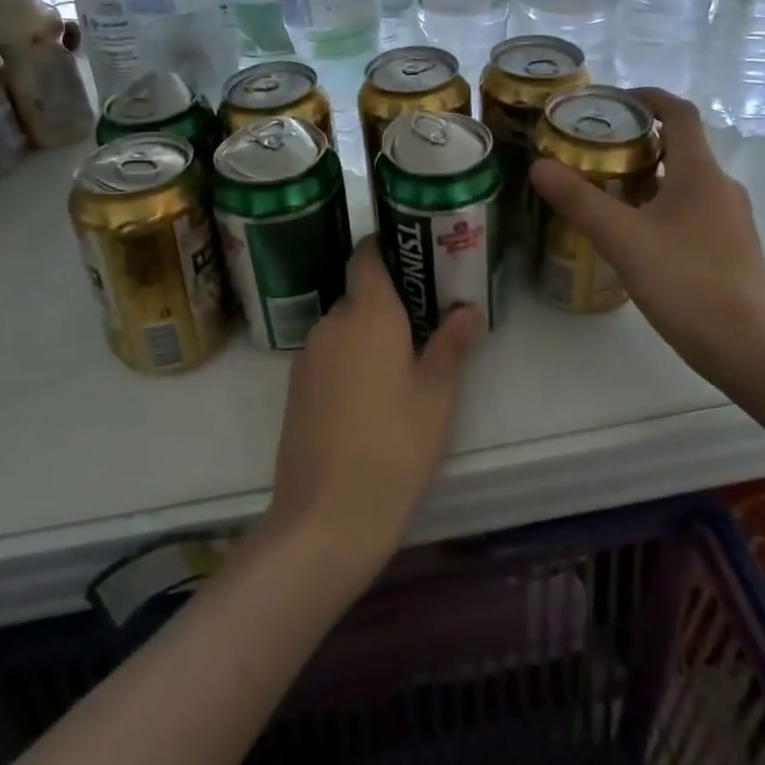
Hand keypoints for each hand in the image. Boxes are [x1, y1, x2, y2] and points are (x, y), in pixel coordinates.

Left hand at [266, 238, 482, 571]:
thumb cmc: (394, 448)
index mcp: (368, 314)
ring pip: (344, 327)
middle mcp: (332, 323)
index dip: (386, 246)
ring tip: (405, 359)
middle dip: (390, 300)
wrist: (325, 518)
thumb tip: (468, 308)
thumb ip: (451, 344)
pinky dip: (351, 358)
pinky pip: (329, 355)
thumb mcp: (437, 396)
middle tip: (428, 318)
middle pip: (360, 294)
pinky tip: (372, 393)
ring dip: (370, 333)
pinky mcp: (296, 389)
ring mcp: (308, 357)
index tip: (413, 251)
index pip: (367, 256)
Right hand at [528, 89, 764, 380]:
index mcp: (700, 173)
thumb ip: (580, 201)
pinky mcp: (730, 248)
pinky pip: (691, 210)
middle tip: (593, 149)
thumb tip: (540, 165)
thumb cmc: (686, 282)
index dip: (648, 98)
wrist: (749, 348)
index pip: (679, 113)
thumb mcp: (623, 239)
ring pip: (684, 182)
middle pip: (679, 147)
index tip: (613, 99)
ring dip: (647, 176)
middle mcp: (720, 187)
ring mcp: (730, 220)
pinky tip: (634, 233)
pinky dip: (661, 205)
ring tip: (605, 188)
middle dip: (637, 141)